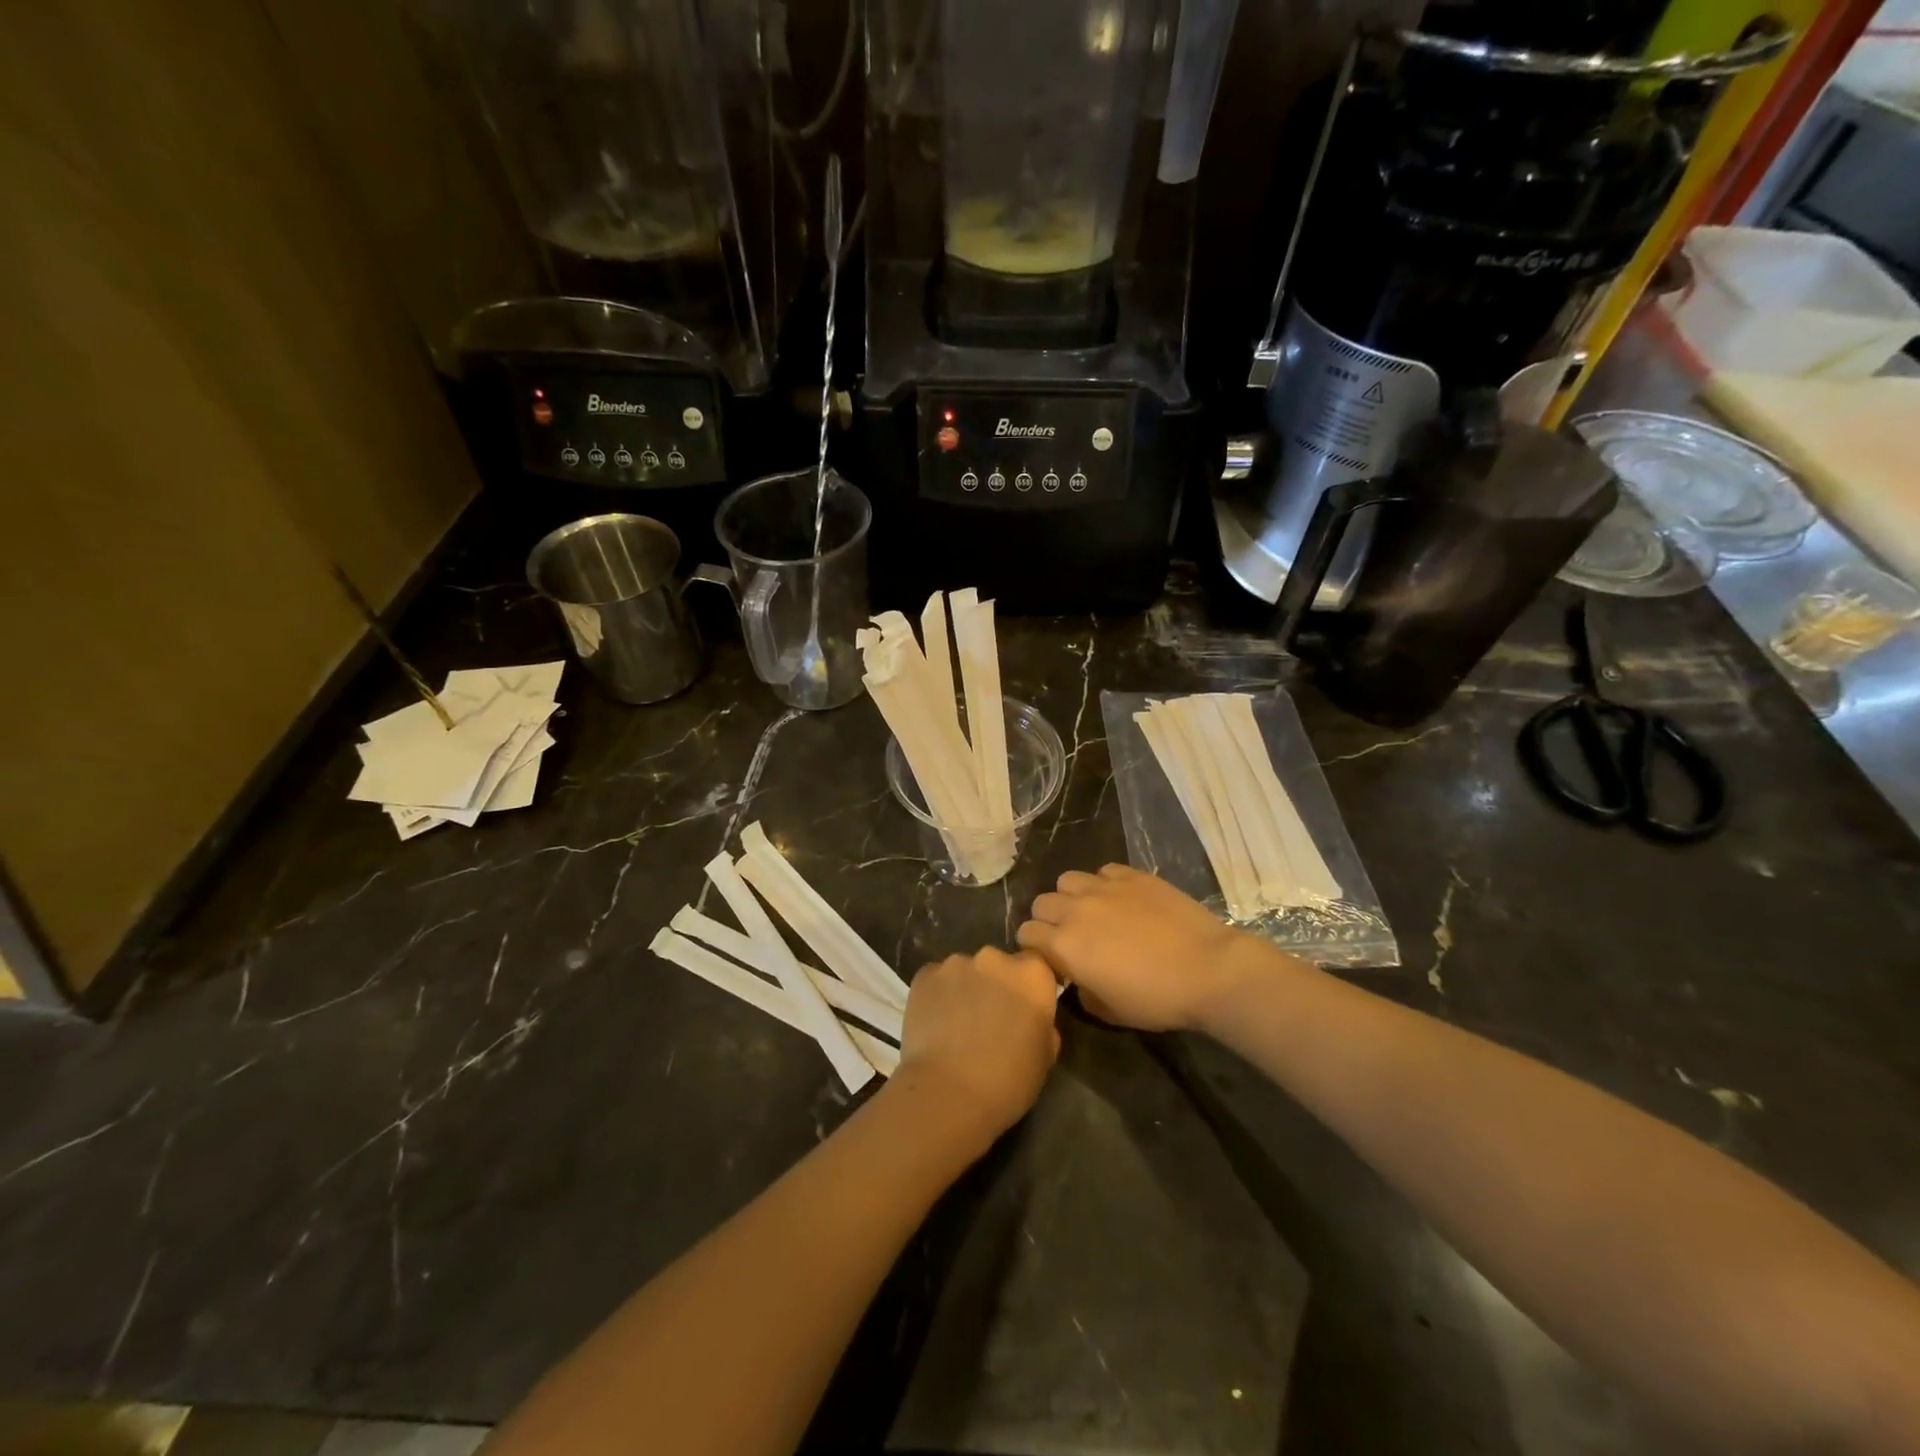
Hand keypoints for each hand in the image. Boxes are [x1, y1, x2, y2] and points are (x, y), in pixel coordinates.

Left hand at [893, 947, 1060, 1144]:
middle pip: (998, 964)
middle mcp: (994, 958)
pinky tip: (935, 1024)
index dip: (1029, 987)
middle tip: (989, 1019)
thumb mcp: (1044, 1058)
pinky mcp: (924, 975)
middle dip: (996, 985)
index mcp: (1032, 975)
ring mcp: (956, 963)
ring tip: (957, 1025)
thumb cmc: (1007, 1082)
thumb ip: (1042, 1026)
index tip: (1023, 1009)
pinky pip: (936, 981)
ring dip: (966, 989)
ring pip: (965, 971)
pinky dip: (938, 995)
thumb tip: (1031, 1019)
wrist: (947, 1093)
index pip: (1036, 965)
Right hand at [1018, 865, 1280, 1031]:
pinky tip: (1121, 900)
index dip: (1035, 947)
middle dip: (1049, 919)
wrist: (1208, 970)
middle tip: (1071, 936)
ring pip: (1067, 880)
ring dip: (1072, 896)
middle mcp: (1075, 909)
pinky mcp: (1131, 875)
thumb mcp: (1109, 1012)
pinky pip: (1102, 871)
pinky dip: (1103, 884)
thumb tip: (1078, 978)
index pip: (1026, 934)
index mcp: (1064, 945)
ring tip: (1092, 911)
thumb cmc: (1157, 999)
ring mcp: (1104, 887)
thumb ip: (1081, 991)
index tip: (1051, 959)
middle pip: (1041, 902)